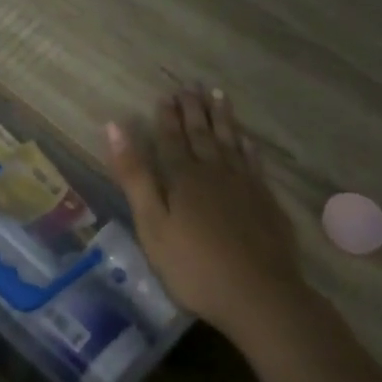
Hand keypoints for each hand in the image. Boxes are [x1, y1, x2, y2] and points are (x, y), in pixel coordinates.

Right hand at [106, 88, 308, 347]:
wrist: (260, 296)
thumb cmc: (194, 266)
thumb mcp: (152, 224)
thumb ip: (134, 175)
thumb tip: (115, 127)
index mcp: (183, 178)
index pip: (172, 139)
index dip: (167, 117)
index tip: (166, 94)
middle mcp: (215, 172)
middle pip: (202, 134)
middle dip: (194, 110)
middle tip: (191, 86)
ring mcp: (245, 186)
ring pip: (231, 142)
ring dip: (223, 118)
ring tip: (218, 95)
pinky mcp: (266, 202)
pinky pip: (254, 162)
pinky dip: (248, 146)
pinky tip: (247, 139)